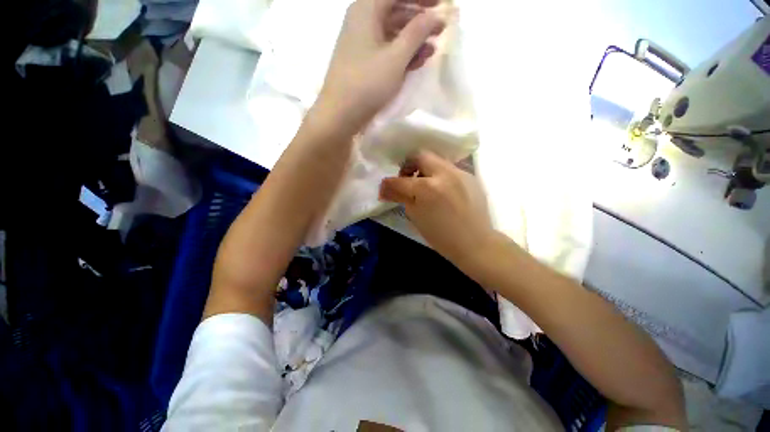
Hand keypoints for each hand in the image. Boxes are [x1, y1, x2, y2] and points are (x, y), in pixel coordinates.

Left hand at [313, 0, 445, 134]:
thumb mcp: (396, 57)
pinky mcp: (364, 62)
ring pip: (392, 32)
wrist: (341, 114)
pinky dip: (403, 54)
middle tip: (441, 27)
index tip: (442, 4)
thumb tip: (434, 16)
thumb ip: (417, 33)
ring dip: (414, 39)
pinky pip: (386, 50)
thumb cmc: (367, 83)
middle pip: (396, 10)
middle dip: (420, 18)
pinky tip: (418, 61)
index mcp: (367, 9)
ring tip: (433, 47)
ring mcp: (362, 43)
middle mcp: (362, 20)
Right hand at [379, 151, 494, 266]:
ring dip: (425, 169)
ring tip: (424, 185)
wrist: (476, 243)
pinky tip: (441, 189)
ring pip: (436, 160)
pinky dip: (439, 175)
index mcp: (427, 188)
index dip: (388, 185)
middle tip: (407, 179)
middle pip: (420, 155)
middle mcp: (444, 174)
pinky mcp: (470, 176)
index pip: (400, 181)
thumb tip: (388, 189)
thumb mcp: (416, 217)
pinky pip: (449, 168)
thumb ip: (402, 198)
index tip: (384, 189)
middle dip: (409, 165)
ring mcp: (459, 173)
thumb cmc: (442, 236)